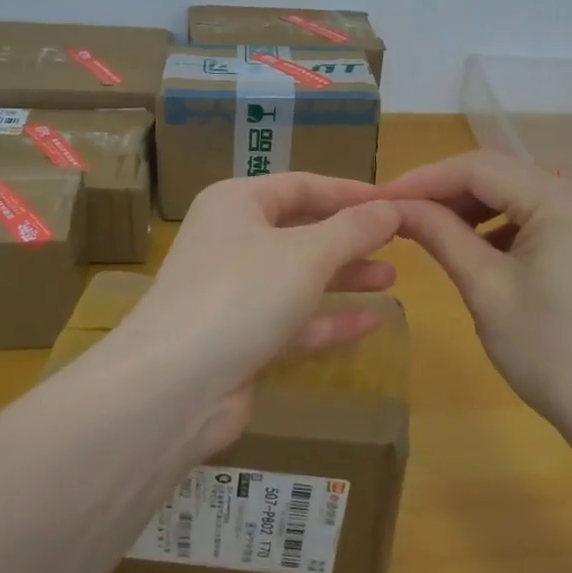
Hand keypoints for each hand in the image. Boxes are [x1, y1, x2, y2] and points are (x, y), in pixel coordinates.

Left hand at [113, 174, 401, 452]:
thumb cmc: (242, 294)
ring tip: (391, 277)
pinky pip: (293, 321)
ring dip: (343, 277)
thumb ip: (354, 229)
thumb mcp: (307, 253)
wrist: (174, 386)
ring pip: (298, 277)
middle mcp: (231, 241)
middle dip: (349, 237)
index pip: (301, 186)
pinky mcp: (240, 339)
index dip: (349, 192)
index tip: (395, 201)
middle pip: (300, 230)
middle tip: (398, 241)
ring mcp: (233, 293)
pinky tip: (372, 323)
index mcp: (236, 204)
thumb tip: (392, 207)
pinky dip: (329, 320)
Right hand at [386, 152, 571, 425]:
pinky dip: (499, 226)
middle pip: (499, 175)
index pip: (478, 168)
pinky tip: (473, 248)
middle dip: (445, 192)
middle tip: (398, 214)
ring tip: (429, 232)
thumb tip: (395, 207)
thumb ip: (440, 235)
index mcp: (561, 198)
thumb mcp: (486, 288)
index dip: (424, 179)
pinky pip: (536, 217)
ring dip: (470, 208)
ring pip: (516, 194)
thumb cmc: (550, 352)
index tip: (380, 198)